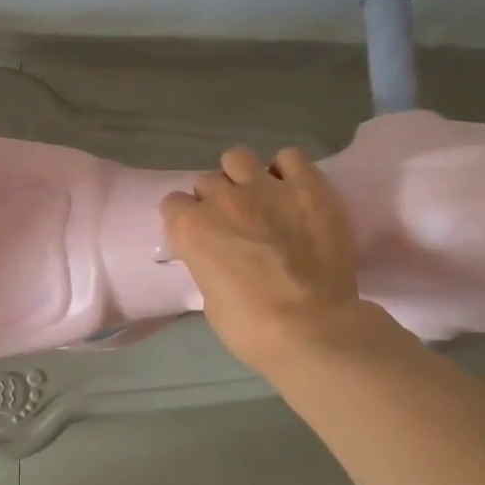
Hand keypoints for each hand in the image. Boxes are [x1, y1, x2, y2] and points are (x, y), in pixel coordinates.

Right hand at [160, 146, 367, 374]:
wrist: (312, 328)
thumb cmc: (250, 327)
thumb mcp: (209, 297)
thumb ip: (207, 262)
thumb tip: (220, 256)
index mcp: (190, 227)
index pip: (173, 204)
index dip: (187, 220)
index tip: (200, 236)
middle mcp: (221, 198)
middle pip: (207, 181)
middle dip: (216, 199)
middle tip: (234, 222)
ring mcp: (265, 187)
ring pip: (238, 158)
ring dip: (243, 176)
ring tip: (260, 198)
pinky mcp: (308, 186)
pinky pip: (291, 157)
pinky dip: (288, 171)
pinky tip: (293, 191)